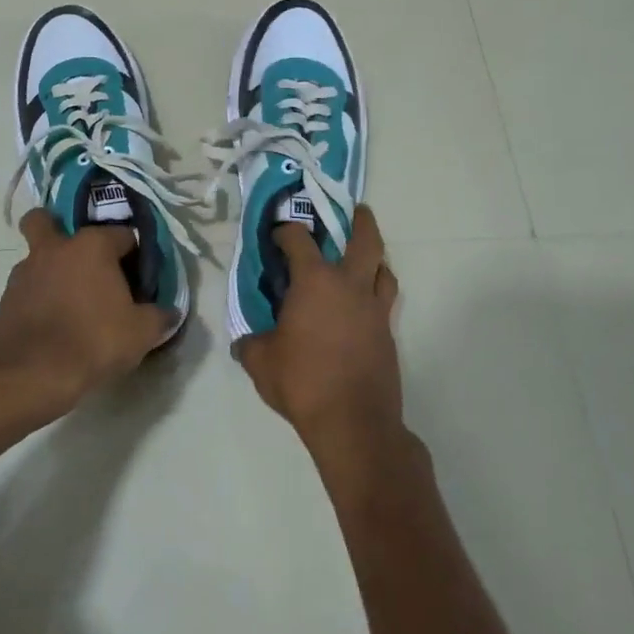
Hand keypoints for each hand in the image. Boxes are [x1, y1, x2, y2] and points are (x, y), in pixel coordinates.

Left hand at [0, 210, 175, 416]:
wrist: (33, 374)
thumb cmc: (94, 341)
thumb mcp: (142, 332)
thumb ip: (159, 316)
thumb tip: (169, 312)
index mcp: (92, 245)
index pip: (122, 234)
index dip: (133, 254)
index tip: (137, 278)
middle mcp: (55, 248)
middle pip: (46, 220)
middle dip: (57, 228)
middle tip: (79, 259)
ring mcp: (25, 272)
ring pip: (35, 256)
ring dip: (49, 269)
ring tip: (67, 301)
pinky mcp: (6, 299)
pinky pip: (25, 288)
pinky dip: (36, 298)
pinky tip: (51, 323)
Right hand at [238, 204, 402, 464]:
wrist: (353, 423)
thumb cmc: (302, 382)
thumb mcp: (260, 361)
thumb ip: (250, 343)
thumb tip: (246, 341)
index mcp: (315, 282)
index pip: (299, 240)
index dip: (286, 231)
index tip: (277, 232)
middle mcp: (350, 286)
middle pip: (365, 241)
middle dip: (361, 221)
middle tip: (357, 210)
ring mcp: (374, 310)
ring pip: (384, 270)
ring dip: (375, 258)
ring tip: (364, 258)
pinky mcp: (387, 335)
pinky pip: (384, 302)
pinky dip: (374, 293)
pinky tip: (360, 307)